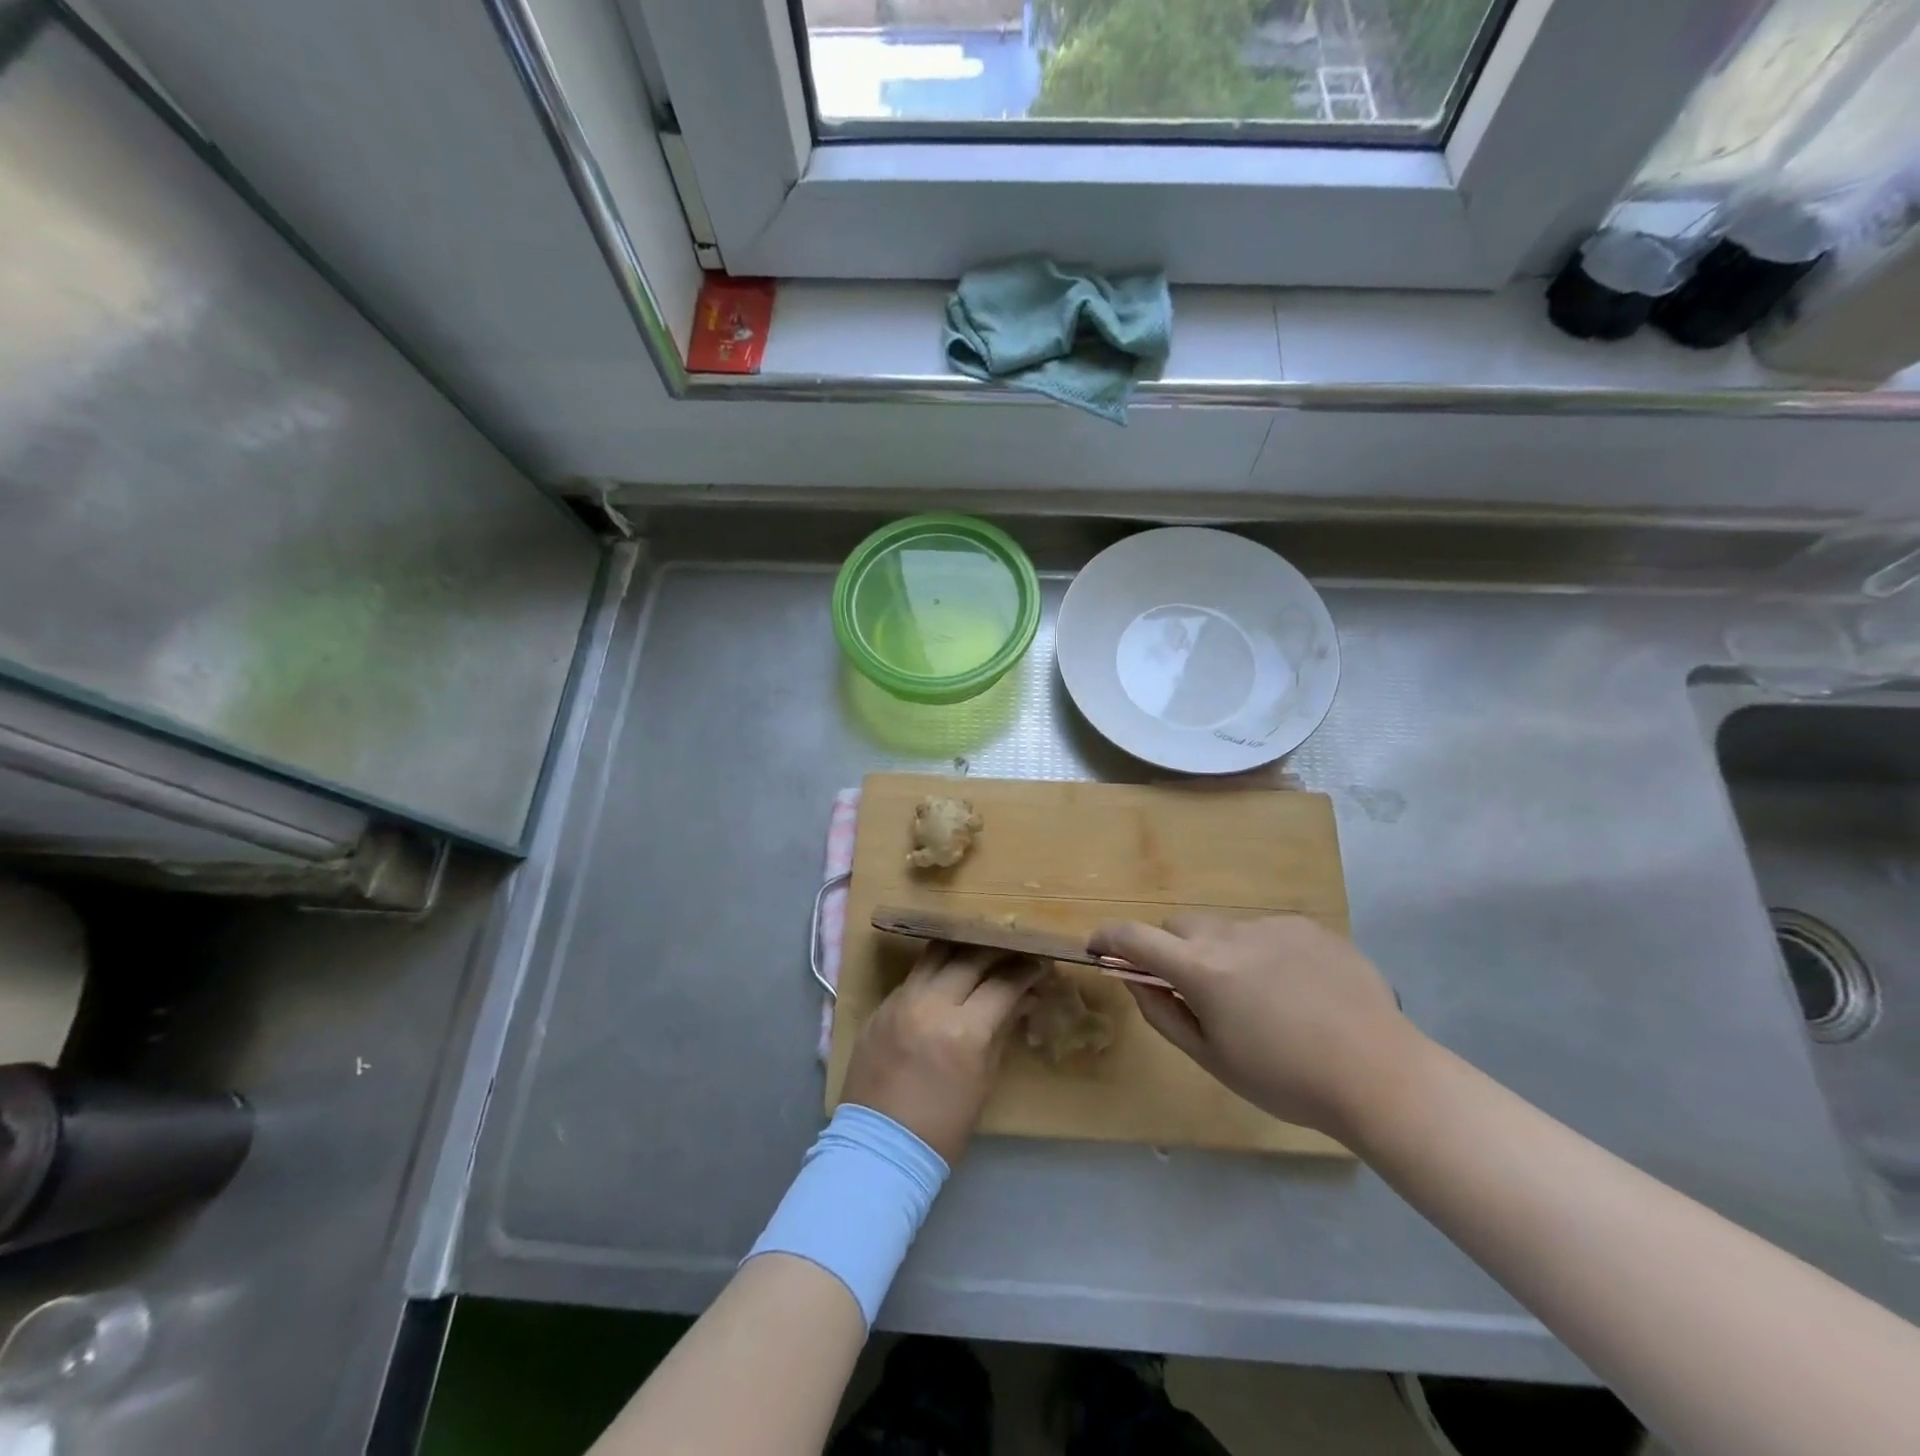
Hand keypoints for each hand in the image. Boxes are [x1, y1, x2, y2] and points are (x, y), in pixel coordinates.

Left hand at [840, 943, 1039, 1165]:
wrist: (881, 1146)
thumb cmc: (944, 1124)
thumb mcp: (984, 1079)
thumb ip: (1002, 1030)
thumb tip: (1023, 998)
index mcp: (964, 1031)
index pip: (1003, 984)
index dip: (1025, 972)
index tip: (1039, 964)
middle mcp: (931, 1004)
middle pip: (971, 958)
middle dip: (998, 953)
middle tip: (1014, 953)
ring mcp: (902, 1000)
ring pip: (937, 954)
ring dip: (963, 950)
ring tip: (980, 952)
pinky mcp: (882, 1004)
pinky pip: (915, 974)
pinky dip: (936, 969)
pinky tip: (948, 973)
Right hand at [1090, 914, 1415, 1139]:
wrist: (1379, 1075)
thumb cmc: (1286, 1079)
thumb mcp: (1212, 1058)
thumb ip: (1163, 1014)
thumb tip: (1133, 981)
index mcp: (1201, 969)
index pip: (1135, 937)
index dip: (1108, 938)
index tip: (1098, 947)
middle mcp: (1230, 934)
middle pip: (1180, 926)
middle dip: (1172, 949)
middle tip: (1195, 990)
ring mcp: (1272, 925)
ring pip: (1225, 928)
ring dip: (1220, 951)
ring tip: (1258, 996)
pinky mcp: (1308, 925)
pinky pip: (1266, 930)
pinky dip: (1262, 952)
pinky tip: (1296, 989)